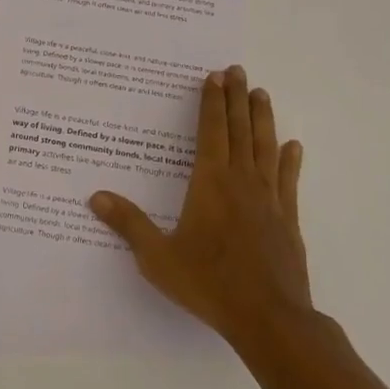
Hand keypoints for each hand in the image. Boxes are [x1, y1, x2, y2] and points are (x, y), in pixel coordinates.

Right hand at [90, 66, 314, 350]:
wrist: (270, 319)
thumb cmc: (209, 283)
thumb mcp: (158, 257)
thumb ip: (129, 224)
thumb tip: (95, 196)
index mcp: (210, 183)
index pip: (211, 131)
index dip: (211, 102)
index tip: (213, 77)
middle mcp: (242, 181)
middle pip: (239, 130)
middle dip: (236, 98)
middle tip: (237, 69)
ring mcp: (269, 198)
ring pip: (265, 147)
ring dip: (262, 118)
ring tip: (261, 93)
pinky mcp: (288, 219)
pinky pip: (289, 180)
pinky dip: (290, 160)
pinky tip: (293, 146)